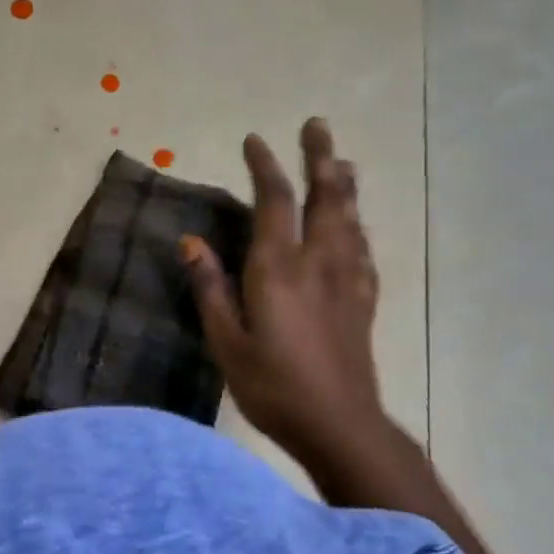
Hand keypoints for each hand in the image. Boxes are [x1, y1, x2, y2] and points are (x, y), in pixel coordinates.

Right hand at [181, 119, 395, 478]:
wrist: (340, 427)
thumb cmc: (273, 386)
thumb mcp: (226, 342)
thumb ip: (210, 288)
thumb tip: (191, 241)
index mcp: (279, 269)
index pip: (274, 203)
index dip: (266, 166)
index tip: (255, 139)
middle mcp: (317, 264)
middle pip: (325, 198)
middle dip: (320, 158)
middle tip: (317, 125)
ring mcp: (346, 281)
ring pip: (349, 220)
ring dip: (343, 185)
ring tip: (341, 161)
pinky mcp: (363, 303)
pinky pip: (362, 251)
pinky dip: (357, 228)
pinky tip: (355, 227)